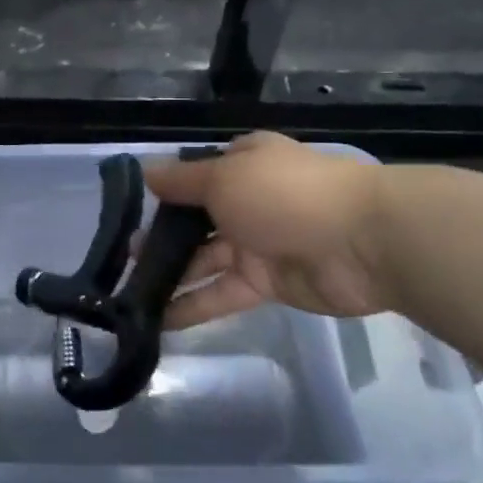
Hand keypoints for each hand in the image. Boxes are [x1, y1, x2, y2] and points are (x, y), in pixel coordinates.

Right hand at [142, 133, 390, 325]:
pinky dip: (193, 305)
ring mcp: (258, 243)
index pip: (196, 175)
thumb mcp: (223, 176)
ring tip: (128, 292)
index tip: (131, 210)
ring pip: (205, 259)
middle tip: (121, 258)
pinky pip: (222, 293)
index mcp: (243, 163)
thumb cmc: (284, 194)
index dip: (166, 192)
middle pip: (196, 220)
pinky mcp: (267, 283)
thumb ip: (182, 182)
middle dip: (161, 237)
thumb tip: (146, 172)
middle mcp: (248, 200)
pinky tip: (158, 319)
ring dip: (171, 274)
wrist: (361, 242)